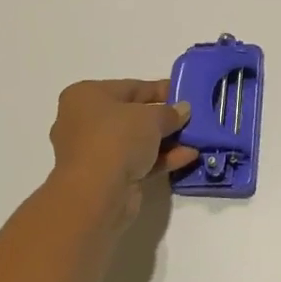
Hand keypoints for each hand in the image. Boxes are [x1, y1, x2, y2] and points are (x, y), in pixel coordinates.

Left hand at [48, 79, 196, 209]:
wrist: (96, 194)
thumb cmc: (117, 138)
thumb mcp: (151, 116)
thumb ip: (170, 112)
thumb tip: (183, 110)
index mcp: (86, 96)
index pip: (130, 87)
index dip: (159, 89)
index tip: (184, 93)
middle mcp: (85, 121)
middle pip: (133, 115)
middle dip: (164, 117)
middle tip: (191, 117)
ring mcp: (95, 151)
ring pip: (137, 141)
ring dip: (166, 140)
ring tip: (196, 138)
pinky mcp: (106, 177)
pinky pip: (138, 161)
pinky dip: (162, 158)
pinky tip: (189, 157)